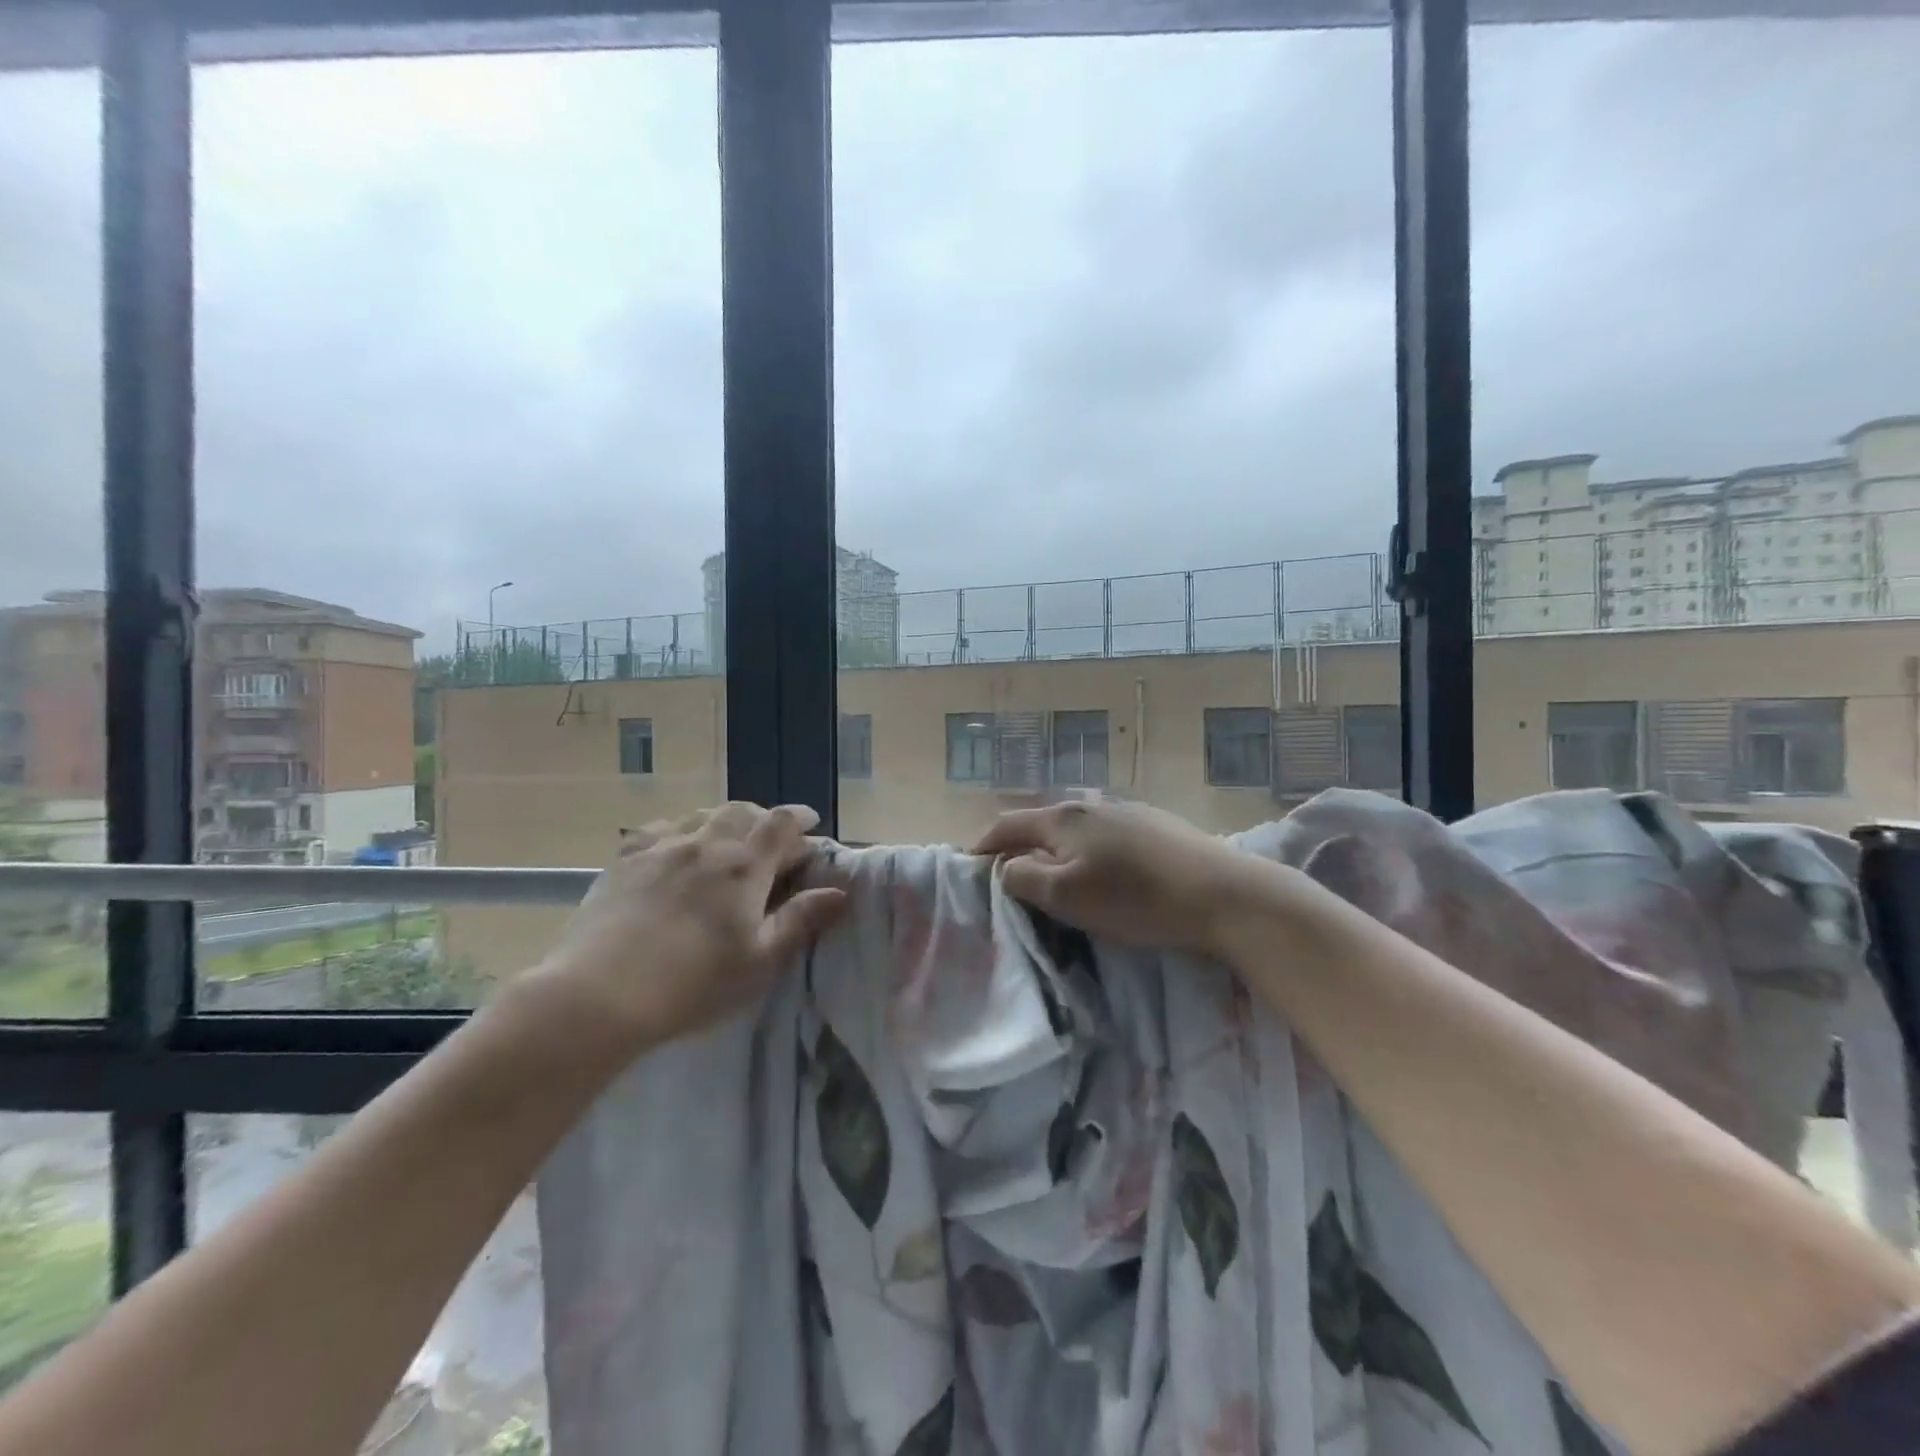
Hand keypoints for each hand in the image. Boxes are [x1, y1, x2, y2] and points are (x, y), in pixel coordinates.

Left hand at [531, 802, 847, 1049]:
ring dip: (723, 821)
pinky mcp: (624, 860)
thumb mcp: (759, 961)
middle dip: (764, 819)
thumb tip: (840, 891)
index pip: (782, 823)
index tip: (813, 824)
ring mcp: (661, 848)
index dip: (801, 818)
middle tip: (772, 839)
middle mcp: (706, 843)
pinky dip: (680, 830)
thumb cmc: (693, 984)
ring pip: (701, 815)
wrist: (598, 995)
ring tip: (727, 841)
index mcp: (744, 866)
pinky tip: (675, 847)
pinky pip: (660, 828)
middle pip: (742, 811)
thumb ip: (800, 920)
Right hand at [972, 798, 1276, 957]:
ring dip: (1056, 852)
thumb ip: (1023, 877)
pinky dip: (1089, 853)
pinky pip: (1105, 837)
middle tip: (1011, 881)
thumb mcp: (1066, 895)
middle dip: (1019, 849)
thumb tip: (1005, 867)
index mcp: (1062, 818)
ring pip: (1075, 831)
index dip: (982, 846)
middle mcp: (1090, 805)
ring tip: (1056, 879)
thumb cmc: (1136, 898)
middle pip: (1040, 824)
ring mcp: (1126, 811)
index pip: (1006, 825)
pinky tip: (1105, 874)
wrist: (1223, 893)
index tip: (969, 868)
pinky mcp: (1155, 826)